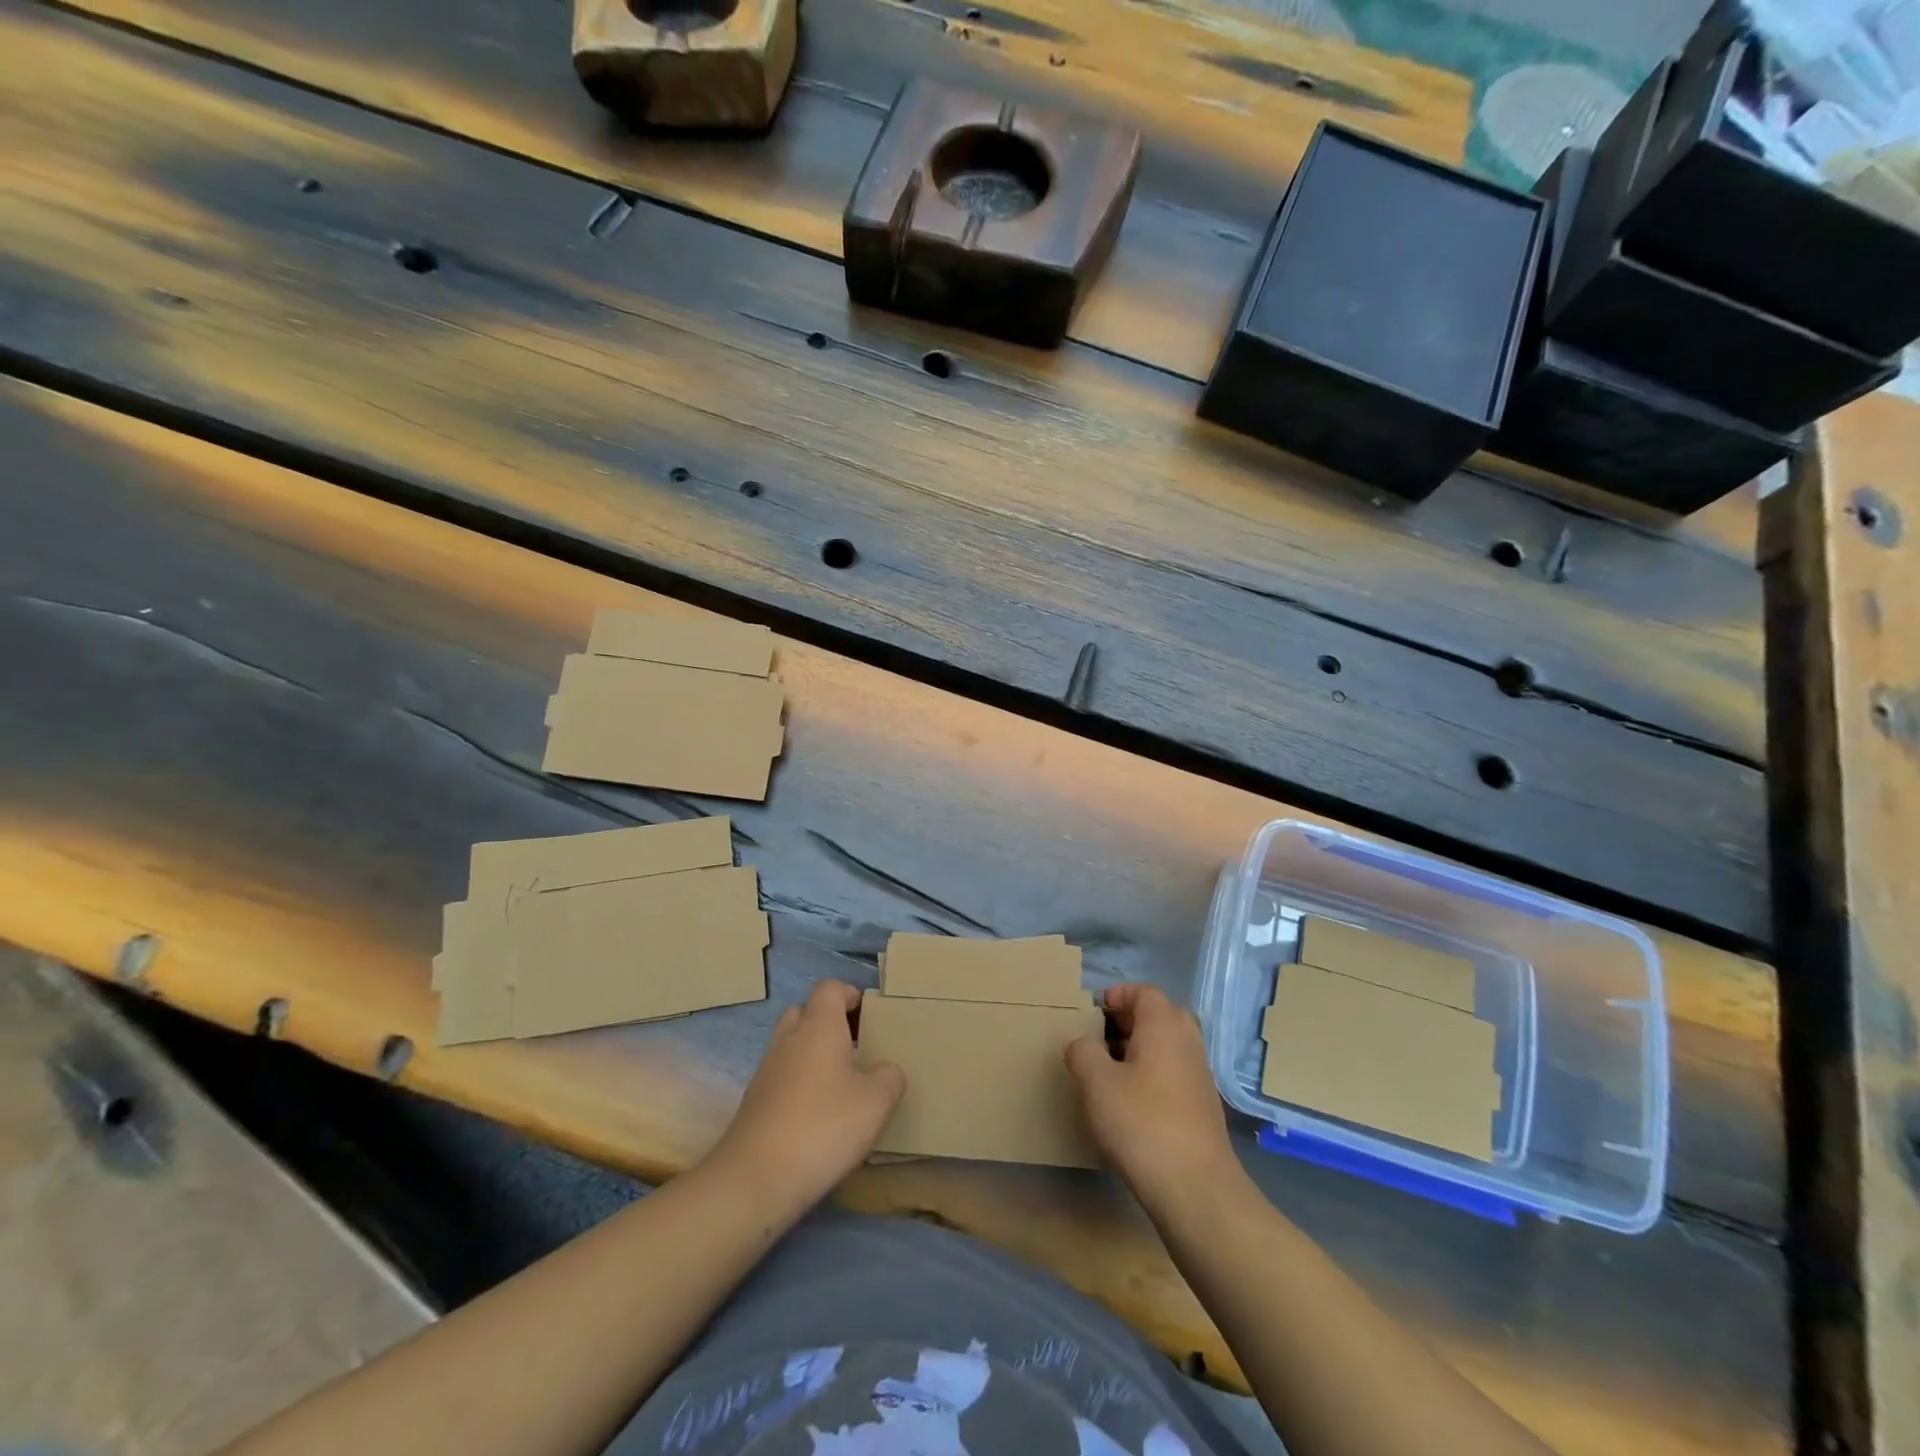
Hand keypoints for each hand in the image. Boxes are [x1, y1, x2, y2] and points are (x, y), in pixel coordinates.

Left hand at [705, 980, 905, 1217]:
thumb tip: (885, 1070)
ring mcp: (766, 1071)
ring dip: (811, 1054)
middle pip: (804, 1012)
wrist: (755, 1179)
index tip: (868, 1013)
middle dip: (827, 1021)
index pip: (829, 989)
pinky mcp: (754, 1103)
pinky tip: (816, 1114)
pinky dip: (798, 1083)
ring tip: (839, 1082)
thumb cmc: (823, 1127)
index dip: (849, 994)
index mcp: (818, 1028)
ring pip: (790, 1045)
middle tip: (854, 1045)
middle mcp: (788, 1040)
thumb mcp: (876, 1103)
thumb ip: (889, 1077)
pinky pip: (780, 1077)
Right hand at [1066, 984, 1238, 1206]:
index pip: (1143, 992)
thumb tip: (1083, 1043)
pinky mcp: (1202, 1105)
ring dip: (1138, 1050)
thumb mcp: (1097, 1082)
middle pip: (1157, 1015)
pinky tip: (1130, 1103)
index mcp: (1164, 1024)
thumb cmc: (1142, 1122)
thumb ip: (1083, 1052)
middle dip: (1127, 1022)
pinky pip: (1172, 1072)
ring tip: (1108, 1073)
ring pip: (1165, 1045)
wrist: (1196, 1188)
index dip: (1117, 996)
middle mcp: (1187, 1041)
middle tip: (1098, 1039)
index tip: (1093, 1012)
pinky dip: (1151, 1074)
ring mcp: (1199, 1074)